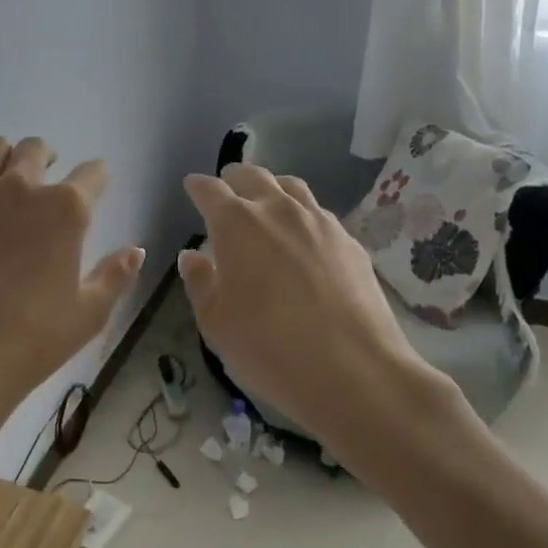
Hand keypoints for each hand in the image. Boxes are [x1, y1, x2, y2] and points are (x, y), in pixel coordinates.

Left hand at [0, 136, 144, 464]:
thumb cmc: (31, 340)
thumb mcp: (88, 314)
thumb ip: (115, 276)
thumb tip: (136, 250)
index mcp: (66, 210)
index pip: (92, 174)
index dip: (97, 176)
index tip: (96, 181)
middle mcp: (21, 187)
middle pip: (37, 149)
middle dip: (48, 156)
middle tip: (47, 174)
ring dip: (8, 154)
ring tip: (7, 173)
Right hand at [178, 164, 460, 465]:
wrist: (355, 371)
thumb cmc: (269, 348)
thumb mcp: (216, 322)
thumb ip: (199, 281)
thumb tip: (192, 255)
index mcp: (237, 224)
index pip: (210, 190)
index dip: (198, 186)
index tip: (192, 186)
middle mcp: (278, 210)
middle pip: (253, 176)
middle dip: (235, 177)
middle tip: (227, 186)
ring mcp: (319, 222)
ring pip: (291, 188)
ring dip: (272, 188)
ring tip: (266, 202)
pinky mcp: (349, 242)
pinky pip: (319, 214)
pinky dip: (302, 215)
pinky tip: (303, 238)